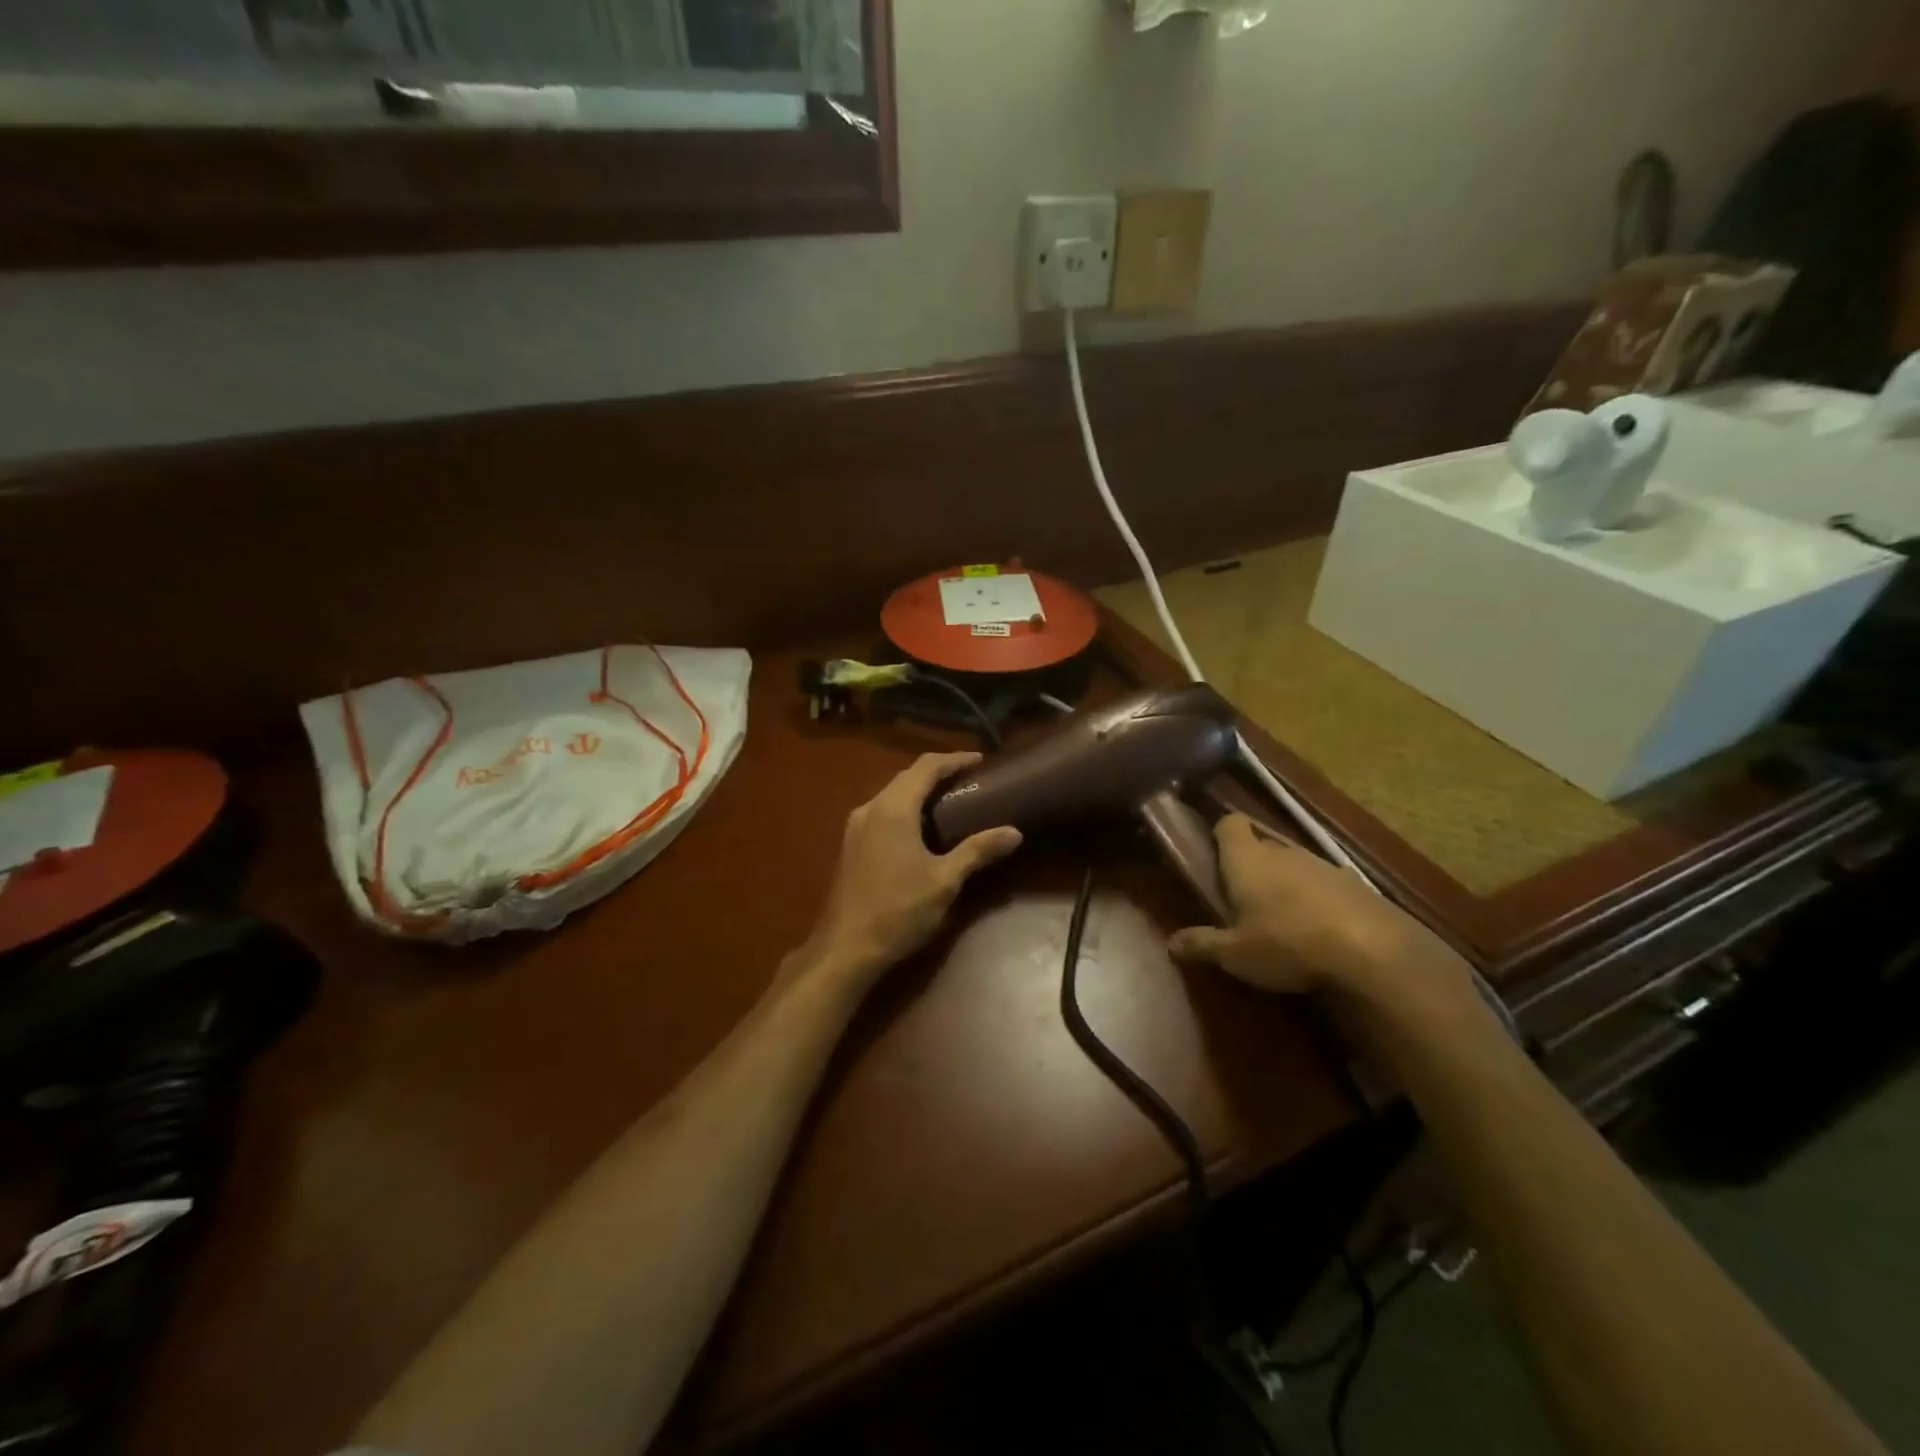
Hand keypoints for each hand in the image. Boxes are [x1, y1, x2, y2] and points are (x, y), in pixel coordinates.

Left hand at [794, 752, 1023, 987]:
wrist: (846, 947)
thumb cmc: (899, 909)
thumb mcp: (945, 880)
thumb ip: (978, 850)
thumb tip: (1014, 833)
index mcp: (893, 808)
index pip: (926, 767)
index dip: (954, 760)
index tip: (980, 761)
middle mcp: (870, 807)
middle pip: (906, 776)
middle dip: (937, 773)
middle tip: (968, 779)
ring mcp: (856, 826)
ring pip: (891, 793)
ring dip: (919, 790)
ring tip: (949, 799)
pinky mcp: (851, 844)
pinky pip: (882, 811)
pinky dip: (905, 807)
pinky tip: (920, 826)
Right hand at [1167, 815, 1469, 1003]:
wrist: (1374, 950)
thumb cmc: (1287, 942)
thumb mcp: (1236, 954)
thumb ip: (1202, 944)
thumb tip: (1170, 943)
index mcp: (1247, 859)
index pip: (1229, 823)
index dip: (1220, 833)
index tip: (1213, 854)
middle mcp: (1282, 852)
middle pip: (1260, 843)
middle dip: (1250, 863)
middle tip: (1240, 896)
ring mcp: (1322, 864)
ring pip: (1293, 863)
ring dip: (1284, 881)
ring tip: (1279, 917)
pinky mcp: (1354, 884)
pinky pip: (1323, 883)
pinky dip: (1316, 898)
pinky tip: (1318, 929)